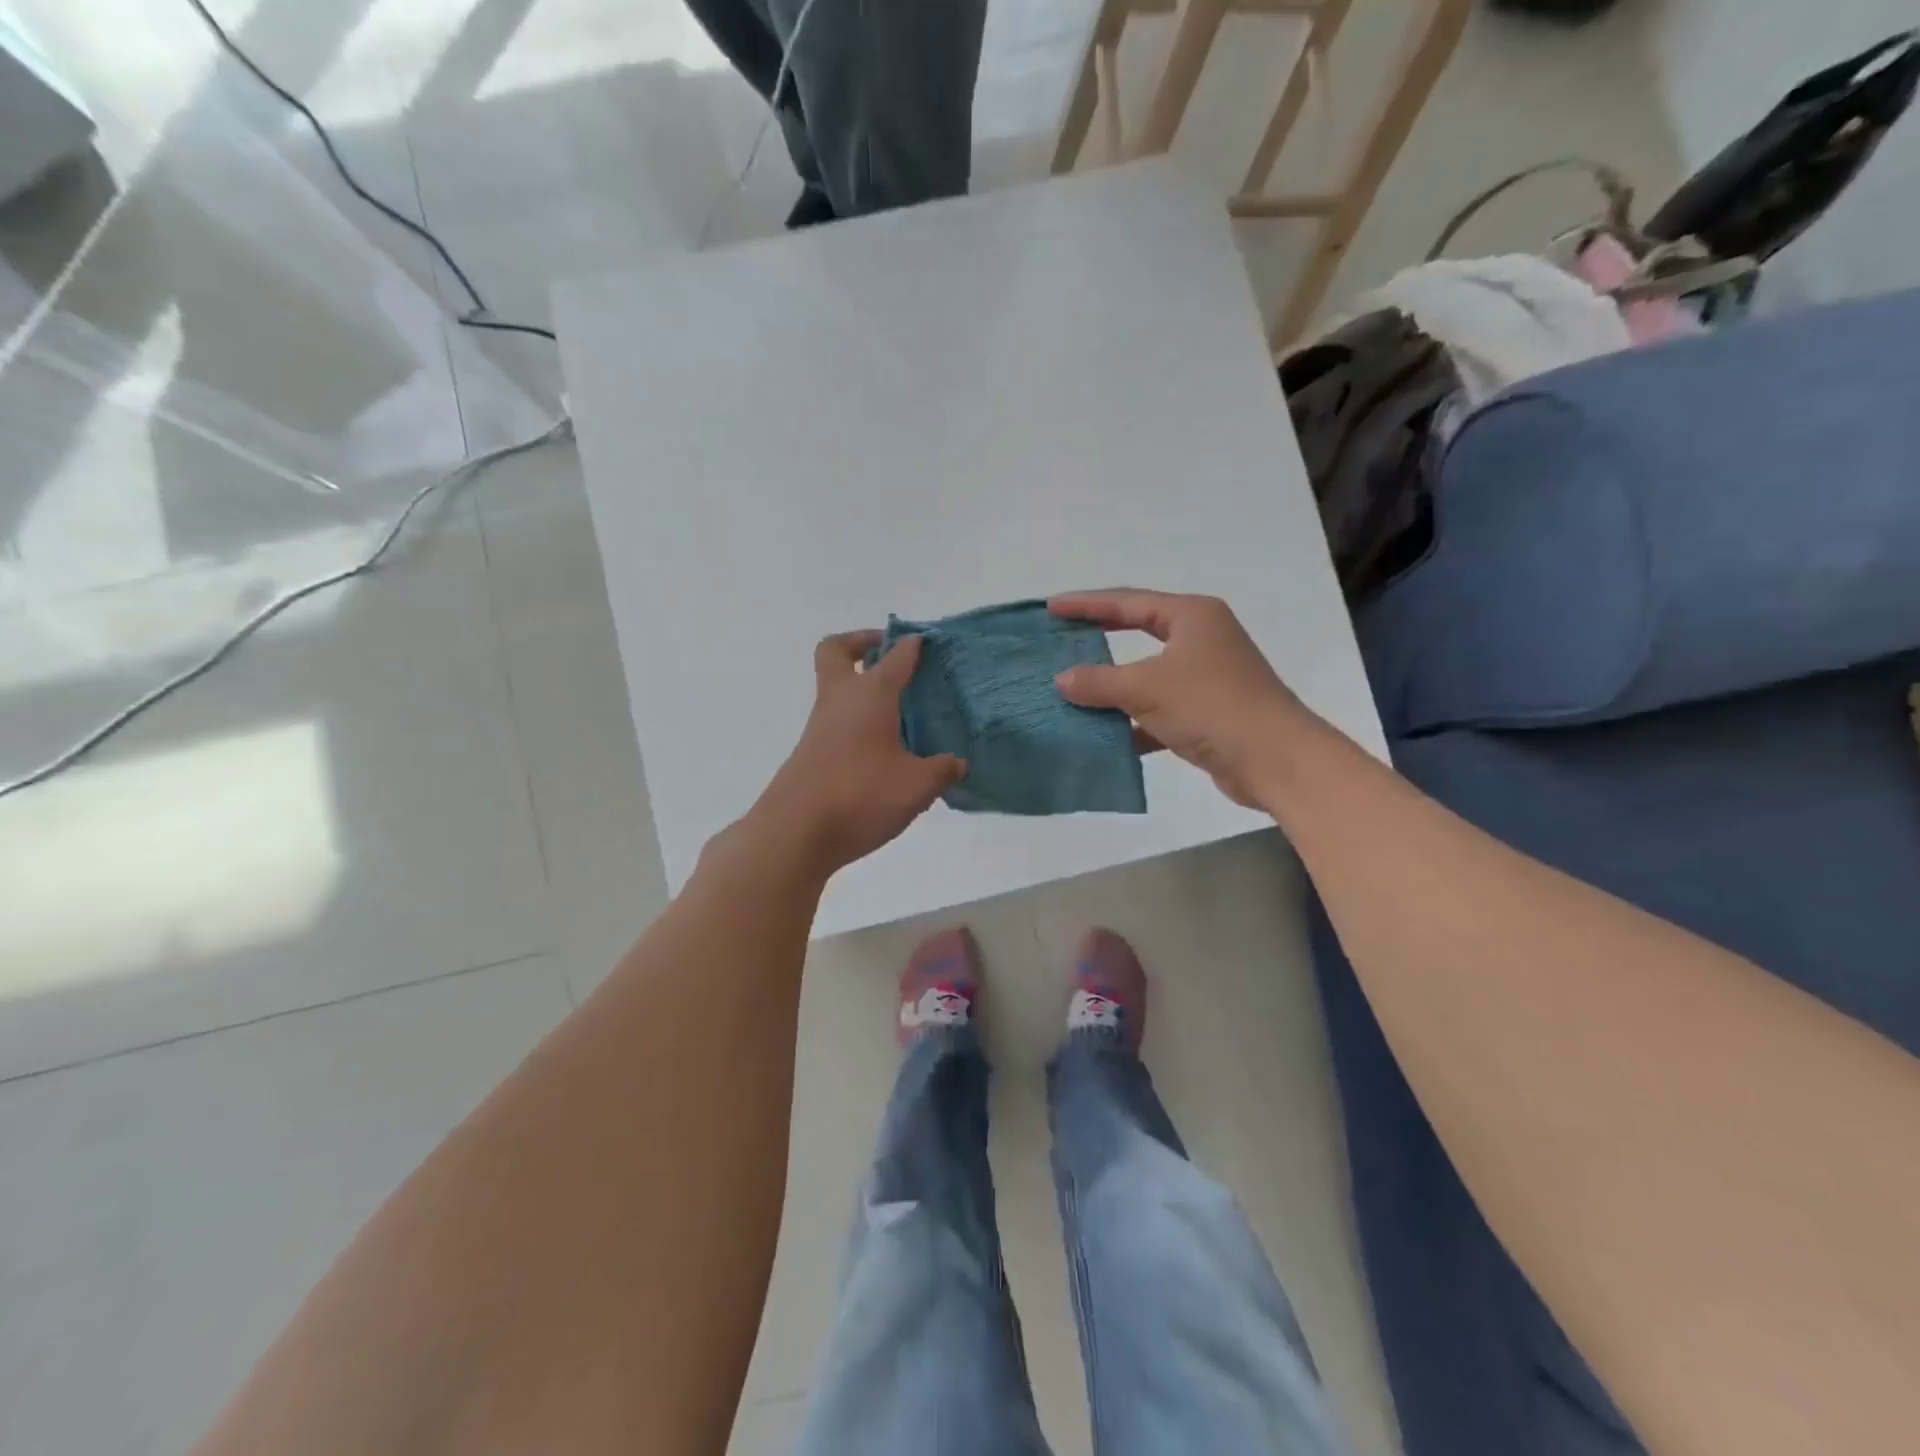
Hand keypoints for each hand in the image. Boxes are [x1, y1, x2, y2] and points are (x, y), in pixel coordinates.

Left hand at [747, 632, 965, 876]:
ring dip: (861, 688)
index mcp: (870, 695)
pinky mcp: (811, 753)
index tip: (926, 641)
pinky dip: (857, 722)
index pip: (895, 656)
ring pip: (836, 689)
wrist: (795, 833)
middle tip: (888, 656)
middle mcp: (840, 700)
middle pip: (837, 651)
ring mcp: (820, 727)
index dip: (911, 645)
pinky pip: (836, 722)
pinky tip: (883, 752)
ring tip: (899, 712)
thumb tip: (957, 763)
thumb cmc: (861, 795)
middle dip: (861, 644)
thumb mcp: (916, 786)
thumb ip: (941, 770)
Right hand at [1049, 589, 1312, 808]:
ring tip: (1071, 689)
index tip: (1051, 607)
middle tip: (1061, 638)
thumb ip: (1099, 682)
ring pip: (1147, 675)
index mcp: (1192, 616)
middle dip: (1099, 638)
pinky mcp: (1207, 713)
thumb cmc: (1211, 707)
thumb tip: (1061, 680)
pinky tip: (1103, 736)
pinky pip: (1158, 710)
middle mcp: (1201, 639)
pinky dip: (1133, 721)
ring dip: (1112, 686)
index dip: (1086, 604)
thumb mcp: (1146, 689)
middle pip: (1138, 631)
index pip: (1128, 601)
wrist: (1275, 760)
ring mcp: (1206, 677)